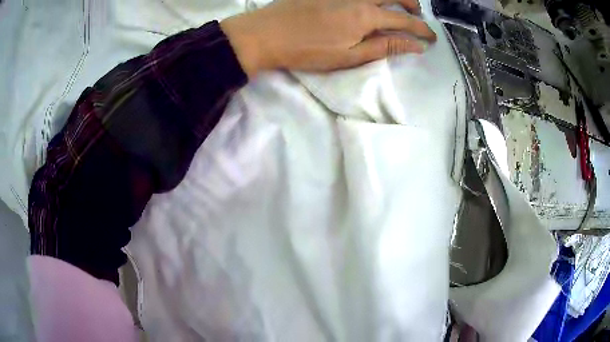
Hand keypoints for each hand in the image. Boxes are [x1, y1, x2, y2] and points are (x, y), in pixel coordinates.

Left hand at [221, 0, 436, 76]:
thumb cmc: (307, 50)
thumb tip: (415, 46)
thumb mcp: (349, 56)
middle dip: (411, 4)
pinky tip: (370, 2)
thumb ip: (384, 47)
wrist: (265, 34)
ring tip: (397, 6)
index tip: (432, 38)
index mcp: (365, 15)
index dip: (421, 29)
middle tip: (416, 16)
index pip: (404, 20)